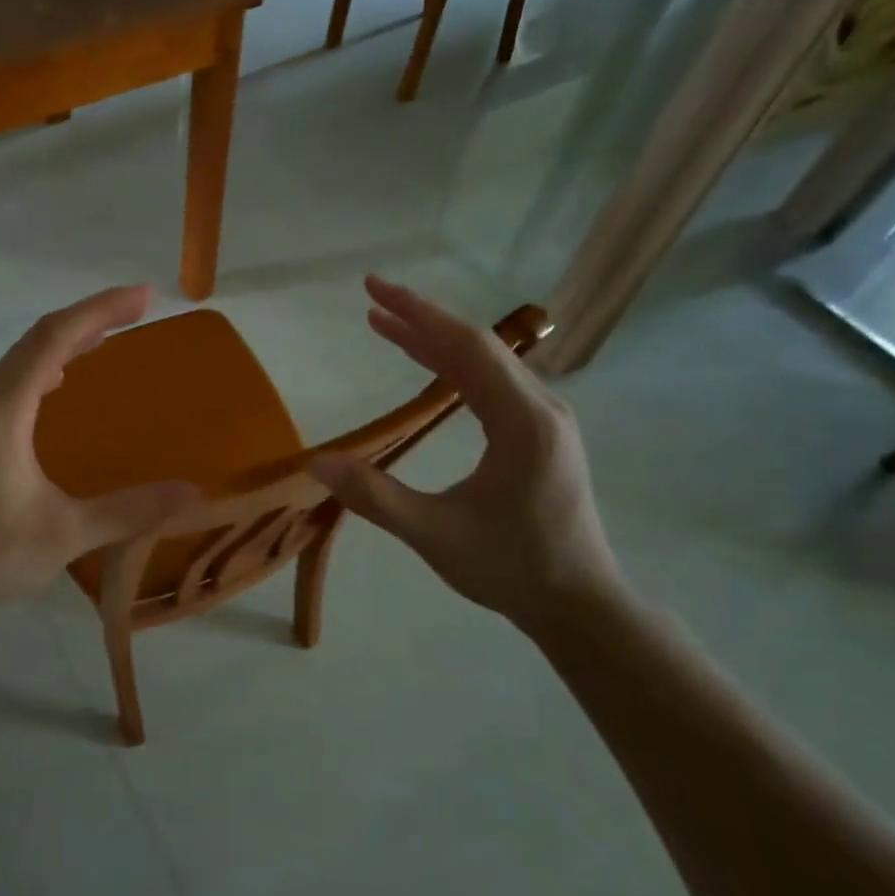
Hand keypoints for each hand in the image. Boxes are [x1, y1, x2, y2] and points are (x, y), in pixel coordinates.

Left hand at [0, 285, 200, 617]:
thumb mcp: (64, 533)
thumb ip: (128, 511)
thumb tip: (193, 493)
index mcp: (3, 409)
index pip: (54, 338)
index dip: (100, 310)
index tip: (143, 297)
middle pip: (37, 339)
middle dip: (89, 318)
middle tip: (136, 309)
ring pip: (20, 360)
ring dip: (64, 341)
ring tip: (106, 337)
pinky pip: (10, 382)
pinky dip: (43, 367)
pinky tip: (59, 385)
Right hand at [308, 277, 624, 627]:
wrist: (579, 603)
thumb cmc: (511, 568)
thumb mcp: (435, 535)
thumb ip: (375, 497)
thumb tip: (315, 462)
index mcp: (523, 423)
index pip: (468, 348)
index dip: (418, 315)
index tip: (373, 292)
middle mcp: (541, 407)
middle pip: (477, 345)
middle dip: (421, 317)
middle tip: (370, 297)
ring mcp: (544, 418)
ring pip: (485, 361)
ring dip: (434, 339)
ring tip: (384, 324)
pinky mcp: (539, 431)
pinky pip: (492, 382)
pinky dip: (452, 364)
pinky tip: (426, 363)